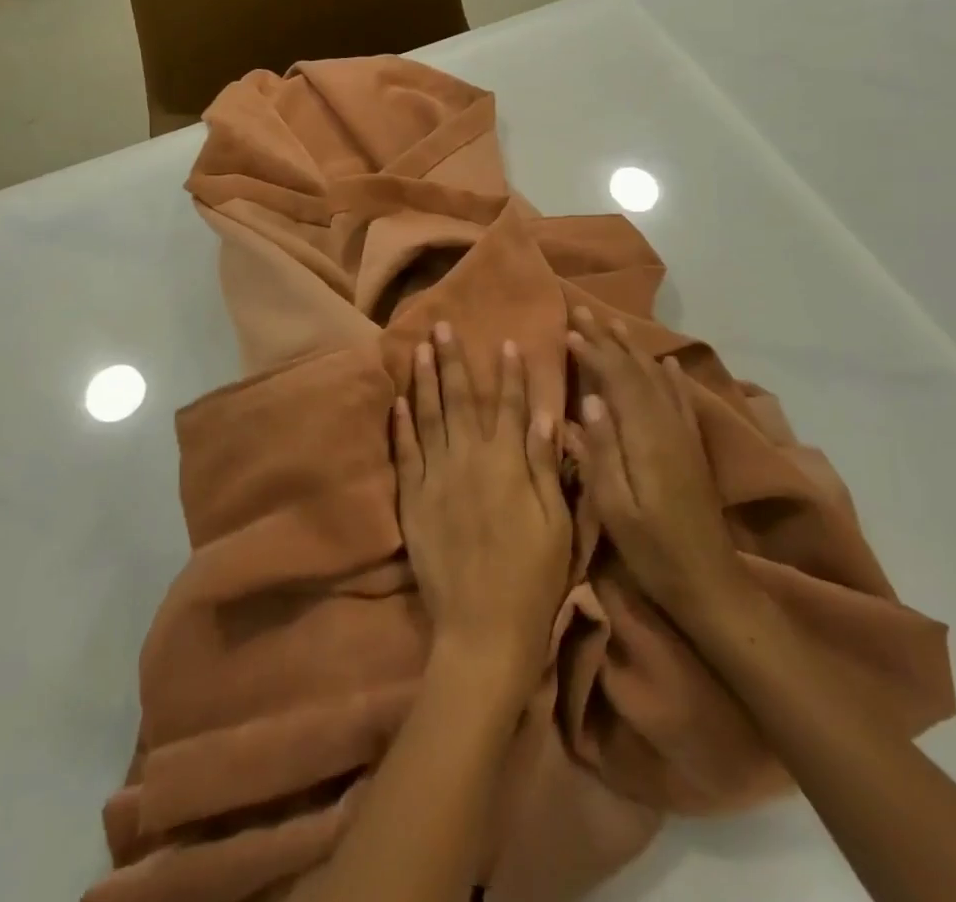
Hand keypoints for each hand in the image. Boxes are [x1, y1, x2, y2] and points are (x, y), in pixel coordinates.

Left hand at [395, 324, 571, 690]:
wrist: (483, 630)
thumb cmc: (532, 577)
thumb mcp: (556, 523)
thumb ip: (546, 466)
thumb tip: (545, 415)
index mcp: (508, 465)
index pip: (511, 407)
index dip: (509, 374)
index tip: (504, 342)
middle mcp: (470, 461)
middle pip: (462, 401)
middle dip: (454, 361)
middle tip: (442, 326)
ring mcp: (437, 479)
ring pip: (429, 418)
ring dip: (425, 381)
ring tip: (418, 349)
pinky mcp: (414, 501)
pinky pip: (405, 455)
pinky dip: (401, 426)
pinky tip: (398, 402)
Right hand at [566, 308, 746, 618]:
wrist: (710, 583)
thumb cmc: (653, 550)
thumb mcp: (616, 508)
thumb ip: (602, 452)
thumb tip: (589, 400)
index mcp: (646, 437)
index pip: (618, 379)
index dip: (594, 352)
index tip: (570, 330)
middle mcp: (668, 425)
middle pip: (637, 370)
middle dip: (610, 340)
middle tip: (585, 312)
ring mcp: (684, 434)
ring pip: (658, 378)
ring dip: (635, 350)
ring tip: (616, 325)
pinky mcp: (693, 448)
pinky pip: (681, 399)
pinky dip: (671, 376)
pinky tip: (667, 363)